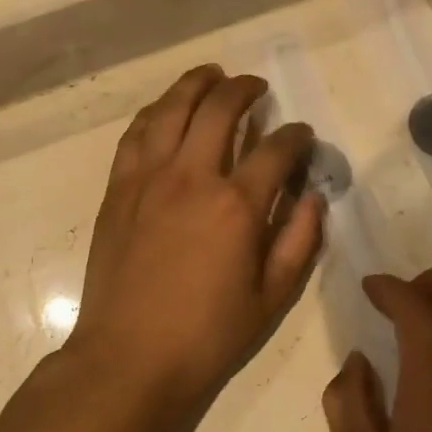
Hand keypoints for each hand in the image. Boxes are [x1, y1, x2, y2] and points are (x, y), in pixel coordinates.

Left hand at [69, 66, 324, 410]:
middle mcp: (192, 176)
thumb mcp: (271, 298)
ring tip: (211, 75)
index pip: (276, 149)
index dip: (296, 136)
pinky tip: (166, 109)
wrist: (128, 357)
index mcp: (236, 206)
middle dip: (244, 89)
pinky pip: (136, 133)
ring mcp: (148, 177)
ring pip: (172, 108)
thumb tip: (313, 196)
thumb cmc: (206, 335)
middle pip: (219, 108)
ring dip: (195, 84)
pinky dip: (155, 112)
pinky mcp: (118, 188)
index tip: (302, 135)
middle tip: (256, 87)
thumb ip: (299, 241)